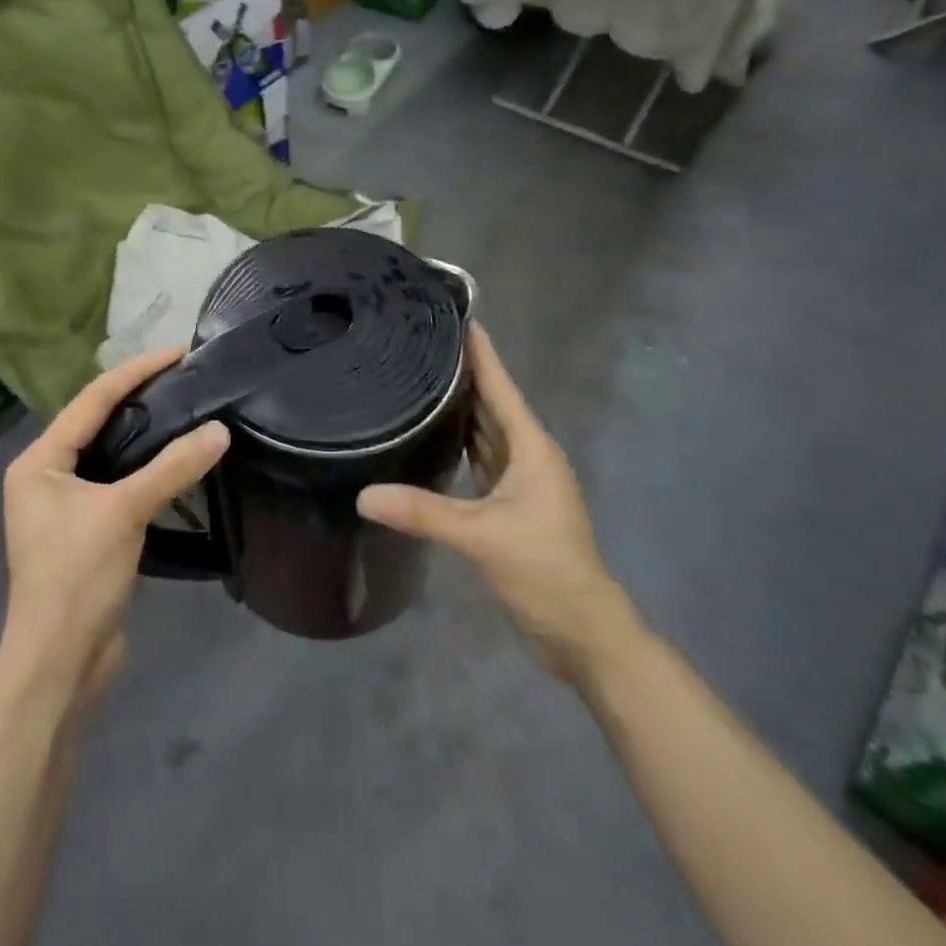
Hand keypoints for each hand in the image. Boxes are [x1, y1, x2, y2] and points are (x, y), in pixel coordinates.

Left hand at [0, 349, 229, 701]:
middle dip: (140, 397)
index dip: (136, 372)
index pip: (92, 400)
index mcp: (39, 462)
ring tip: (186, 410)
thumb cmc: (77, 578)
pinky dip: (146, 469)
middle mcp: (46, 476)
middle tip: (186, 378)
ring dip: (146, 434)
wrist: (60, 664)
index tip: (178, 353)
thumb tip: (220, 431)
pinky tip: (176, 462)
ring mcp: (65, 506)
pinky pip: (119, 484)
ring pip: (110, 454)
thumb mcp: (125, 513)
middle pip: (98, 422)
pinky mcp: (86, 531)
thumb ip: (172, 468)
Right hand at [356, 324, 637, 681]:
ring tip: (418, 376)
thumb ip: (423, 512)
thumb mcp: (482, 537)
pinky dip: (458, 440)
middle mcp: (527, 454)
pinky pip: (480, 456)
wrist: (582, 631)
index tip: (454, 315)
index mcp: (530, 447)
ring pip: (485, 429)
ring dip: (458, 404)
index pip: (500, 385)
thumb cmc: (544, 571)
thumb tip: (363, 495)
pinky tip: (432, 433)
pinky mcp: (509, 502)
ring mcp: (520, 479)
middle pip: (490, 401)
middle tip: (417, 342)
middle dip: (461, 371)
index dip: (480, 351)